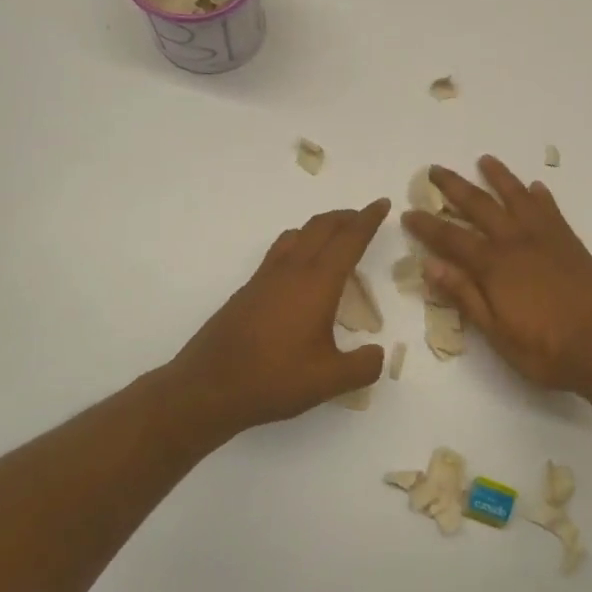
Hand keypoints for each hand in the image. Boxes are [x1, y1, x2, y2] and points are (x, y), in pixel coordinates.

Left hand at [168, 199, 391, 435]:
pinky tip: (299, 271)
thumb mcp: (330, 381)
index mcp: (317, 283)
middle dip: (345, 217)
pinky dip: (298, 246)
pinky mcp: (248, 291)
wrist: (208, 388)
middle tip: (363, 217)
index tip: (382, 202)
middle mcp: (291, 271)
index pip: (349, 240)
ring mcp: (265, 279)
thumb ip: (363, 366)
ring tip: (333, 238)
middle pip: (321, 228)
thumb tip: (378, 353)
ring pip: (296, 235)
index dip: (368, 220)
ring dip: (319, 228)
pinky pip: (279, 253)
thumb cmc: (273, 380)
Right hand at [401, 157, 591, 393]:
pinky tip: (535, 187)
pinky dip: (540, 196)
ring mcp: (547, 238)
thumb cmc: (546, 350)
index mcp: (494, 266)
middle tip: (435, 170)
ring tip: (485, 160)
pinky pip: (551, 210)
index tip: (408, 211)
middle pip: (480, 206)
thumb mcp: (496, 332)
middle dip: (455, 187)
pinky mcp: (571, 243)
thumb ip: (464, 295)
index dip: (427, 225)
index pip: (451, 238)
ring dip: (499, 177)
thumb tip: (429, 265)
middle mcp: (517, 242)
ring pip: (517, 197)